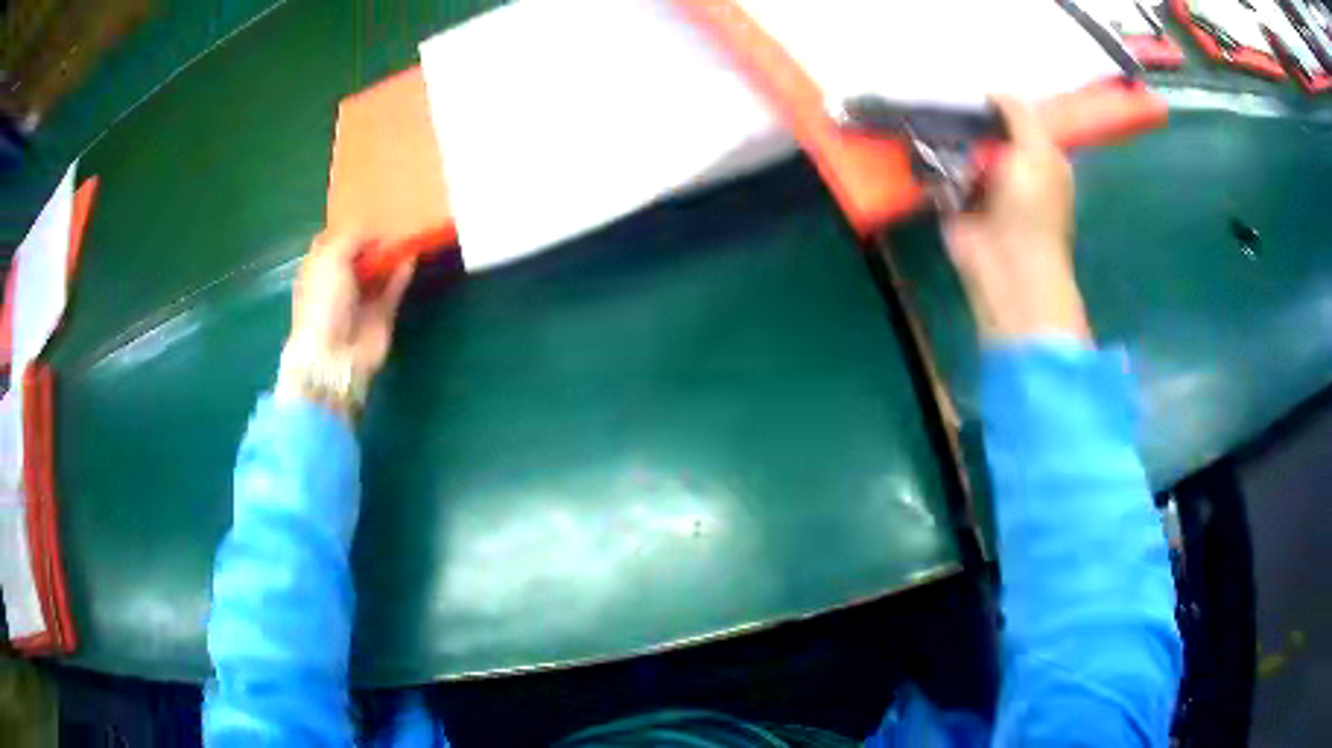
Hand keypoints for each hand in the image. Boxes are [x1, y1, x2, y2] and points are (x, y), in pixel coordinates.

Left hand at [277, 232, 413, 416]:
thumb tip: (374, 232)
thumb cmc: (324, 302)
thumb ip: (353, 237)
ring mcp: (360, 299)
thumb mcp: (331, 258)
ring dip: (391, 256)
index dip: (350, 227)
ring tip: (410, 236)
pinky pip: (394, 289)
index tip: (371, 213)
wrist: (335, 355)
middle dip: (374, 240)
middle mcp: (338, 282)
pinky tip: (412, 259)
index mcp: (319, 268)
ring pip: (379, 271)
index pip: (334, 241)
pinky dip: (402, 275)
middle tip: (396, 220)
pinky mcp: (381, 314)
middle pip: (359, 255)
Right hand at [943, 96, 1088, 342]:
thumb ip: (1019, 116)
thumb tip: (994, 92)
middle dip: (965, 117)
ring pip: (957, 148)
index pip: (1015, 120)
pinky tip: (914, 143)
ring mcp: (979, 185)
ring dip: (942, 136)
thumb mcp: (1037, 152)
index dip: (997, 105)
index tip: (973, 91)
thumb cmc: (1033, 209)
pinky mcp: (952, 201)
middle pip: (982, 131)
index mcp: (1038, 158)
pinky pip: (935, 171)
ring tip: (923, 117)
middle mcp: (1010, 169)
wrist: (1008, 267)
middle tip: (942, 100)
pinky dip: (925, 161)